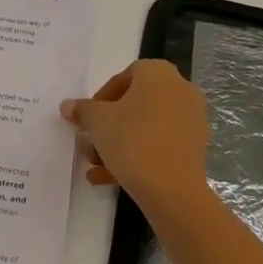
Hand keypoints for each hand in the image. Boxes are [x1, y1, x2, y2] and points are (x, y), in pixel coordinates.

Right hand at [60, 59, 210, 208]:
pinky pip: (159, 144)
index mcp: (159, 73)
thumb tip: (68, 105)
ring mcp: (191, 119)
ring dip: (119, 143)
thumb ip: (82, 110)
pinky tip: (109, 178)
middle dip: (109, 125)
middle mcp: (180, 89)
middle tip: (91, 142)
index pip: (124, 76)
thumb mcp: (98, 122)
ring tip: (95, 165)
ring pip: (146, 127)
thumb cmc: (133, 141)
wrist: (173, 189)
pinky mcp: (194, 147)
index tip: (88, 119)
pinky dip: (137, 156)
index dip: (101, 97)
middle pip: (136, 104)